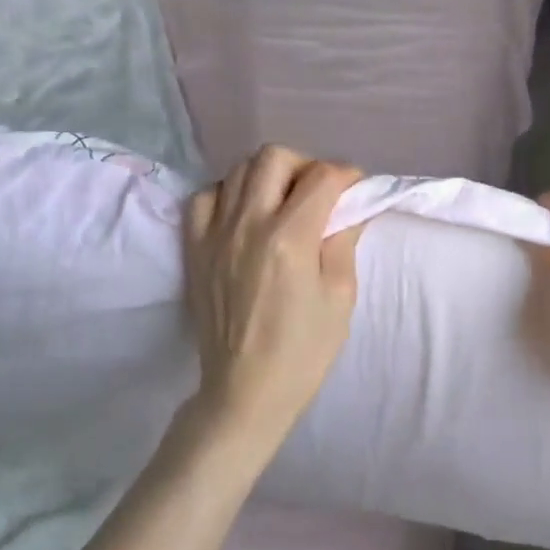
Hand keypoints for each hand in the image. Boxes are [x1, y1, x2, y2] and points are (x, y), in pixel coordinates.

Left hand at [181, 145, 364, 456]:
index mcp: (290, 238)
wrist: (245, 391)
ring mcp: (215, 234)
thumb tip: (348, 208)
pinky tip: (244, 214)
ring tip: (283, 202)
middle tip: (319, 193)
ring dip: (269, 176)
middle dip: (305, 164)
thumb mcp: (341, 296)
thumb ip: (342, 241)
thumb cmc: (304, 349)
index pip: (322, 176)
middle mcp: (248, 224)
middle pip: (274, 157)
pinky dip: (228, 194)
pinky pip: (206, 197)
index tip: (355, 190)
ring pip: (238, 170)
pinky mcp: (194, 248)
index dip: (347, 176)